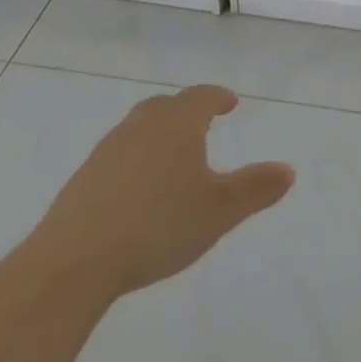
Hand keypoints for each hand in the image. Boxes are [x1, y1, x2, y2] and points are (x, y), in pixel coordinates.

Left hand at [27, 85, 295, 306]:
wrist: (72, 264)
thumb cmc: (157, 226)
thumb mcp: (219, 211)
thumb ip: (256, 188)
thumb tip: (288, 170)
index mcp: (176, 124)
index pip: (201, 97)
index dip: (218, 97)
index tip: (230, 102)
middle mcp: (140, 127)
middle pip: (166, 106)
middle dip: (186, 111)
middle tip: (202, 123)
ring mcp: (106, 152)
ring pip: (138, 129)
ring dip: (158, 134)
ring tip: (171, 157)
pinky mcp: (82, 181)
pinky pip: (117, 157)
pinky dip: (134, 160)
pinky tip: (137, 191)